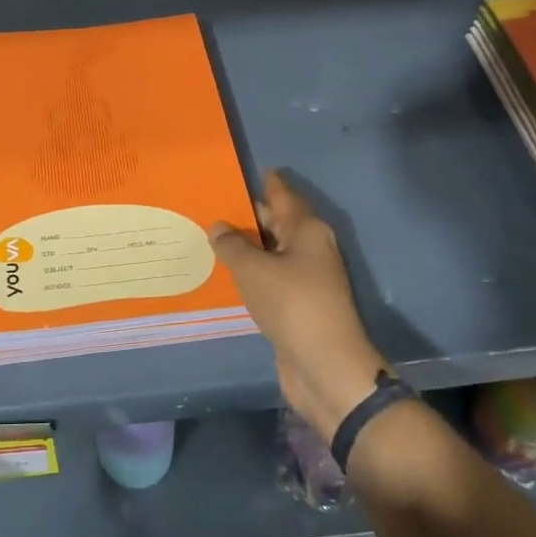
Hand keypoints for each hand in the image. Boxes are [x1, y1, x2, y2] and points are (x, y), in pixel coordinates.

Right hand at [210, 171, 388, 438]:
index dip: (266, 183)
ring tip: (212, 235)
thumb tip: (218, 226)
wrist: (324, 365)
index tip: (244, 171)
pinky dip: (251, 272)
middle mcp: (309, 249)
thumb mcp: (254, 269)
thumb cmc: (292, 304)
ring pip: (272, 252)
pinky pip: (269, 277)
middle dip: (250, 214)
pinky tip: (228, 272)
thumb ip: (232, 245)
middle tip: (214, 203)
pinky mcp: (297, 304)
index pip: (283, 196)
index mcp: (306, 231)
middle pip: (278, 222)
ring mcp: (305, 278)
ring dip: (247, 245)